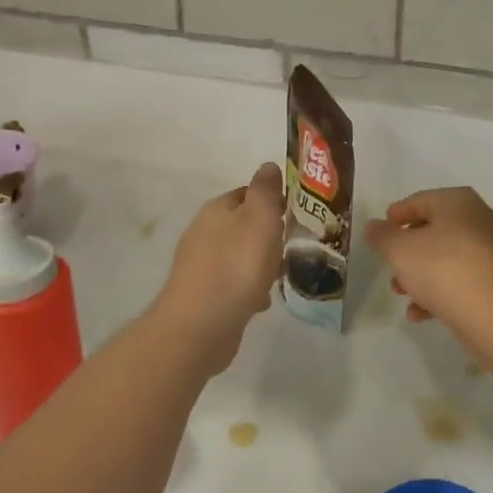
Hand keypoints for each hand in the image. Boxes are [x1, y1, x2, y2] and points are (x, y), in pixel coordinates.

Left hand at [153, 163, 284, 374]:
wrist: (201, 326)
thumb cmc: (237, 264)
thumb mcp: (260, 217)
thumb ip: (265, 190)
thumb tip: (268, 166)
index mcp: (216, 209)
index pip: (246, 193)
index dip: (270, 200)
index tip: (293, 213)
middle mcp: (203, 232)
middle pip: (241, 225)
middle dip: (265, 234)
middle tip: (289, 245)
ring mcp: (199, 266)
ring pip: (237, 255)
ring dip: (257, 263)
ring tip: (279, 275)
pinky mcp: (202, 296)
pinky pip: (232, 284)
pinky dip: (247, 289)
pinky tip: (260, 301)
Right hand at [364, 188, 492, 344]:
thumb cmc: (442, 269)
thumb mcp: (399, 250)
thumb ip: (381, 235)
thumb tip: (374, 226)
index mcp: (458, 201)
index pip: (419, 200)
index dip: (396, 216)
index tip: (380, 233)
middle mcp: (478, 218)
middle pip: (432, 229)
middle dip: (407, 250)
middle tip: (389, 265)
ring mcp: (490, 249)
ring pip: (445, 256)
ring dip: (419, 273)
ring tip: (401, 293)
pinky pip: (460, 278)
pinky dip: (439, 290)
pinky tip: (419, 312)